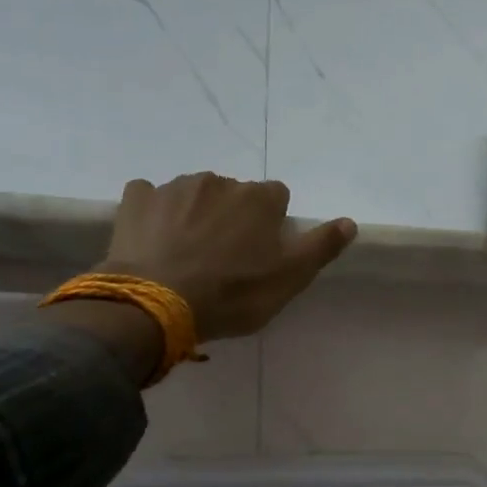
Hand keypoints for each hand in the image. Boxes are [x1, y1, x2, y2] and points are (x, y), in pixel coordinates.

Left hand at [101, 174, 355, 339]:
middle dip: (233, 217)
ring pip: (194, 194)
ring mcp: (174, 187)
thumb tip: (349, 222)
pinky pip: (150, 196)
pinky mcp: (136, 200)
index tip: (263, 252)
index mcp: (259, 198)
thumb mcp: (291, 278)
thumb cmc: (234, 293)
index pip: (277, 197)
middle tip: (225, 258)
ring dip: (197, 214)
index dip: (272, 223)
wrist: (158, 304)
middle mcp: (219, 181)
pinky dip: (155, 212)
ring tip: (188, 253)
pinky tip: (154, 238)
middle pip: (235, 194)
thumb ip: (321, 246)